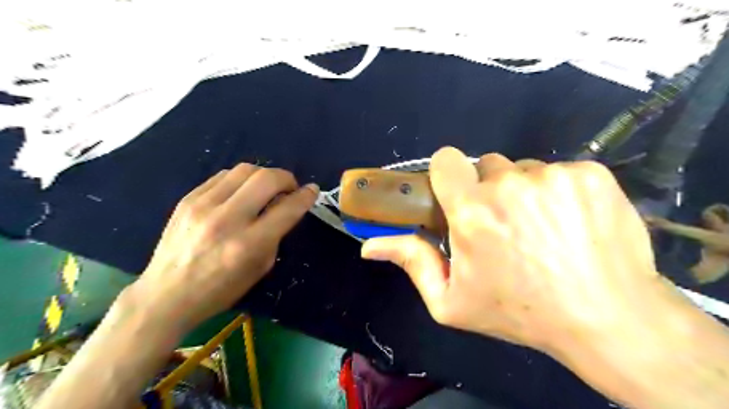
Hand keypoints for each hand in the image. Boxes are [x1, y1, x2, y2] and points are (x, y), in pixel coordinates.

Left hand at [126, 162, 319, 332]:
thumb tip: (285, 205)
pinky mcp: (187, 199)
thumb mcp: (260, 268)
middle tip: (289, 189)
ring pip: (245, 170)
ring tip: (266, 189)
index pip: (287, 209)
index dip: (305, 196)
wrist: (166, 295)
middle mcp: (227, 220)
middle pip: (267, 179)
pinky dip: (241, 179)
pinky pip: (223, 175)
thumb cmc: (220, 289)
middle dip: (287, 178)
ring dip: (264, 175)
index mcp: (249, 244)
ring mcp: (203, 206)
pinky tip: (242, 192)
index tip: (312, 190)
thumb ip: (276, 234)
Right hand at [363, 147, 661, 354]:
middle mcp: (509, 184)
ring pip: (524, 169)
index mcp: (472, 212)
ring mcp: (554, 175)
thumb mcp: (451, 301)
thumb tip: (369, 246)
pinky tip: (571, 223)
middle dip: (488, 190)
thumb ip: (411, 263)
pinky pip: (560, 170)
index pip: (446, 160)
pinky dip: (560, 191)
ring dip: (524, 191)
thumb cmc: (519, 312)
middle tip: (504, 225)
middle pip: (487, 165)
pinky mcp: (590, 173)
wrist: (607, 319)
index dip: (448, 176)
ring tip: (541, 228)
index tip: (458, 197)